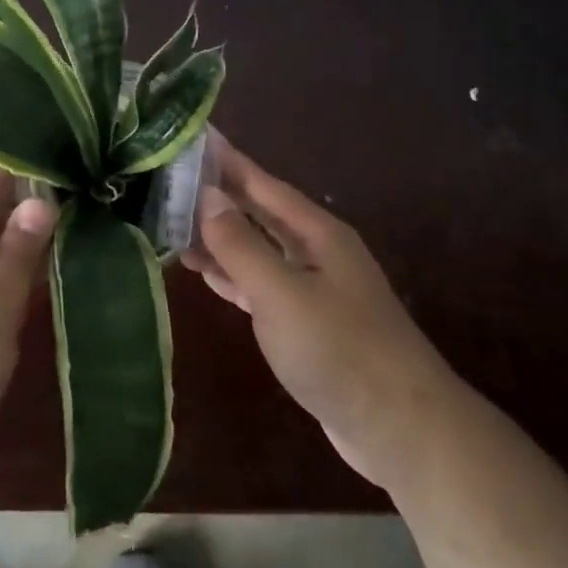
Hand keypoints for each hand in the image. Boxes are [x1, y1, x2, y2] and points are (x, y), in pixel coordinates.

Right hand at [181, 135, 453, 488]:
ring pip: (255, 248)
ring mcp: (312, 287)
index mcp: (315, 232)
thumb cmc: (340, 350)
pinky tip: (202, 271)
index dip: (225, 159)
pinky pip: (258, 284)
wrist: (402, 431)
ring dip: (217, 237)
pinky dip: (230, 275)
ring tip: (169, 222)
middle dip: (215, 196)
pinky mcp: (305, 324)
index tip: (189, 135)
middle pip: (257, 212)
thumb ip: (241, 245)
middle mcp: (314, 251)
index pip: (261, 182)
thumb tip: (206, 195)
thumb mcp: (282, 293)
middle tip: (165, 178)